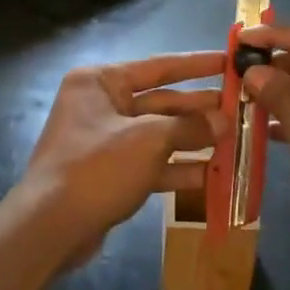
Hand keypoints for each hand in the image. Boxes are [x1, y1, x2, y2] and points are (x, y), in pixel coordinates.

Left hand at [11, 51, 223, 269]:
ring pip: (159, 135)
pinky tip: (211, 175)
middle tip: (240, 108)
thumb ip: (189, 127)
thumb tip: (224, 121)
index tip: (229, 61)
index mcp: (100, 82)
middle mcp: (100, 105)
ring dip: (194, 140)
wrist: (49, 229)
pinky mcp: (110, 173)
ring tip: (233, 141)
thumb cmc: (97, 167)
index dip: (196, 65)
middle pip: (161, 101)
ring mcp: (105, 141)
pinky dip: (177, 168)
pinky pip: (151, 163)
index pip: (158, 66)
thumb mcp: (149, 140)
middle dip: (199, 108)